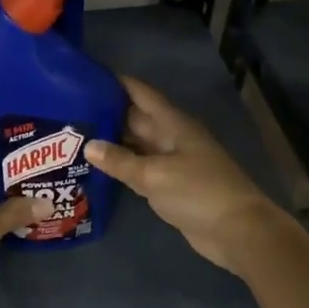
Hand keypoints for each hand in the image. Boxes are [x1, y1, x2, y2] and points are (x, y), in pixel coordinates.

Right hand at [86, 76, 284, 275]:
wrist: (236, 231)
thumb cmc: (198, 192)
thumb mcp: (155, 174)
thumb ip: (121, 161)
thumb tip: (89, 146)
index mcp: (174, 124)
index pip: (143, 95)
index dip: (119, 84)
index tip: (89, 77)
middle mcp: (173, 138)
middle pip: (137, 119)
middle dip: (108, 114)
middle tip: (71, 111)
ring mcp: (173, 163)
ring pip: (138, 146)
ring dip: (113, 142)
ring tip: (77, 136)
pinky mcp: (172, 187)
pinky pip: (142, 170)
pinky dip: (122, 167)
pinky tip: (99, 168)